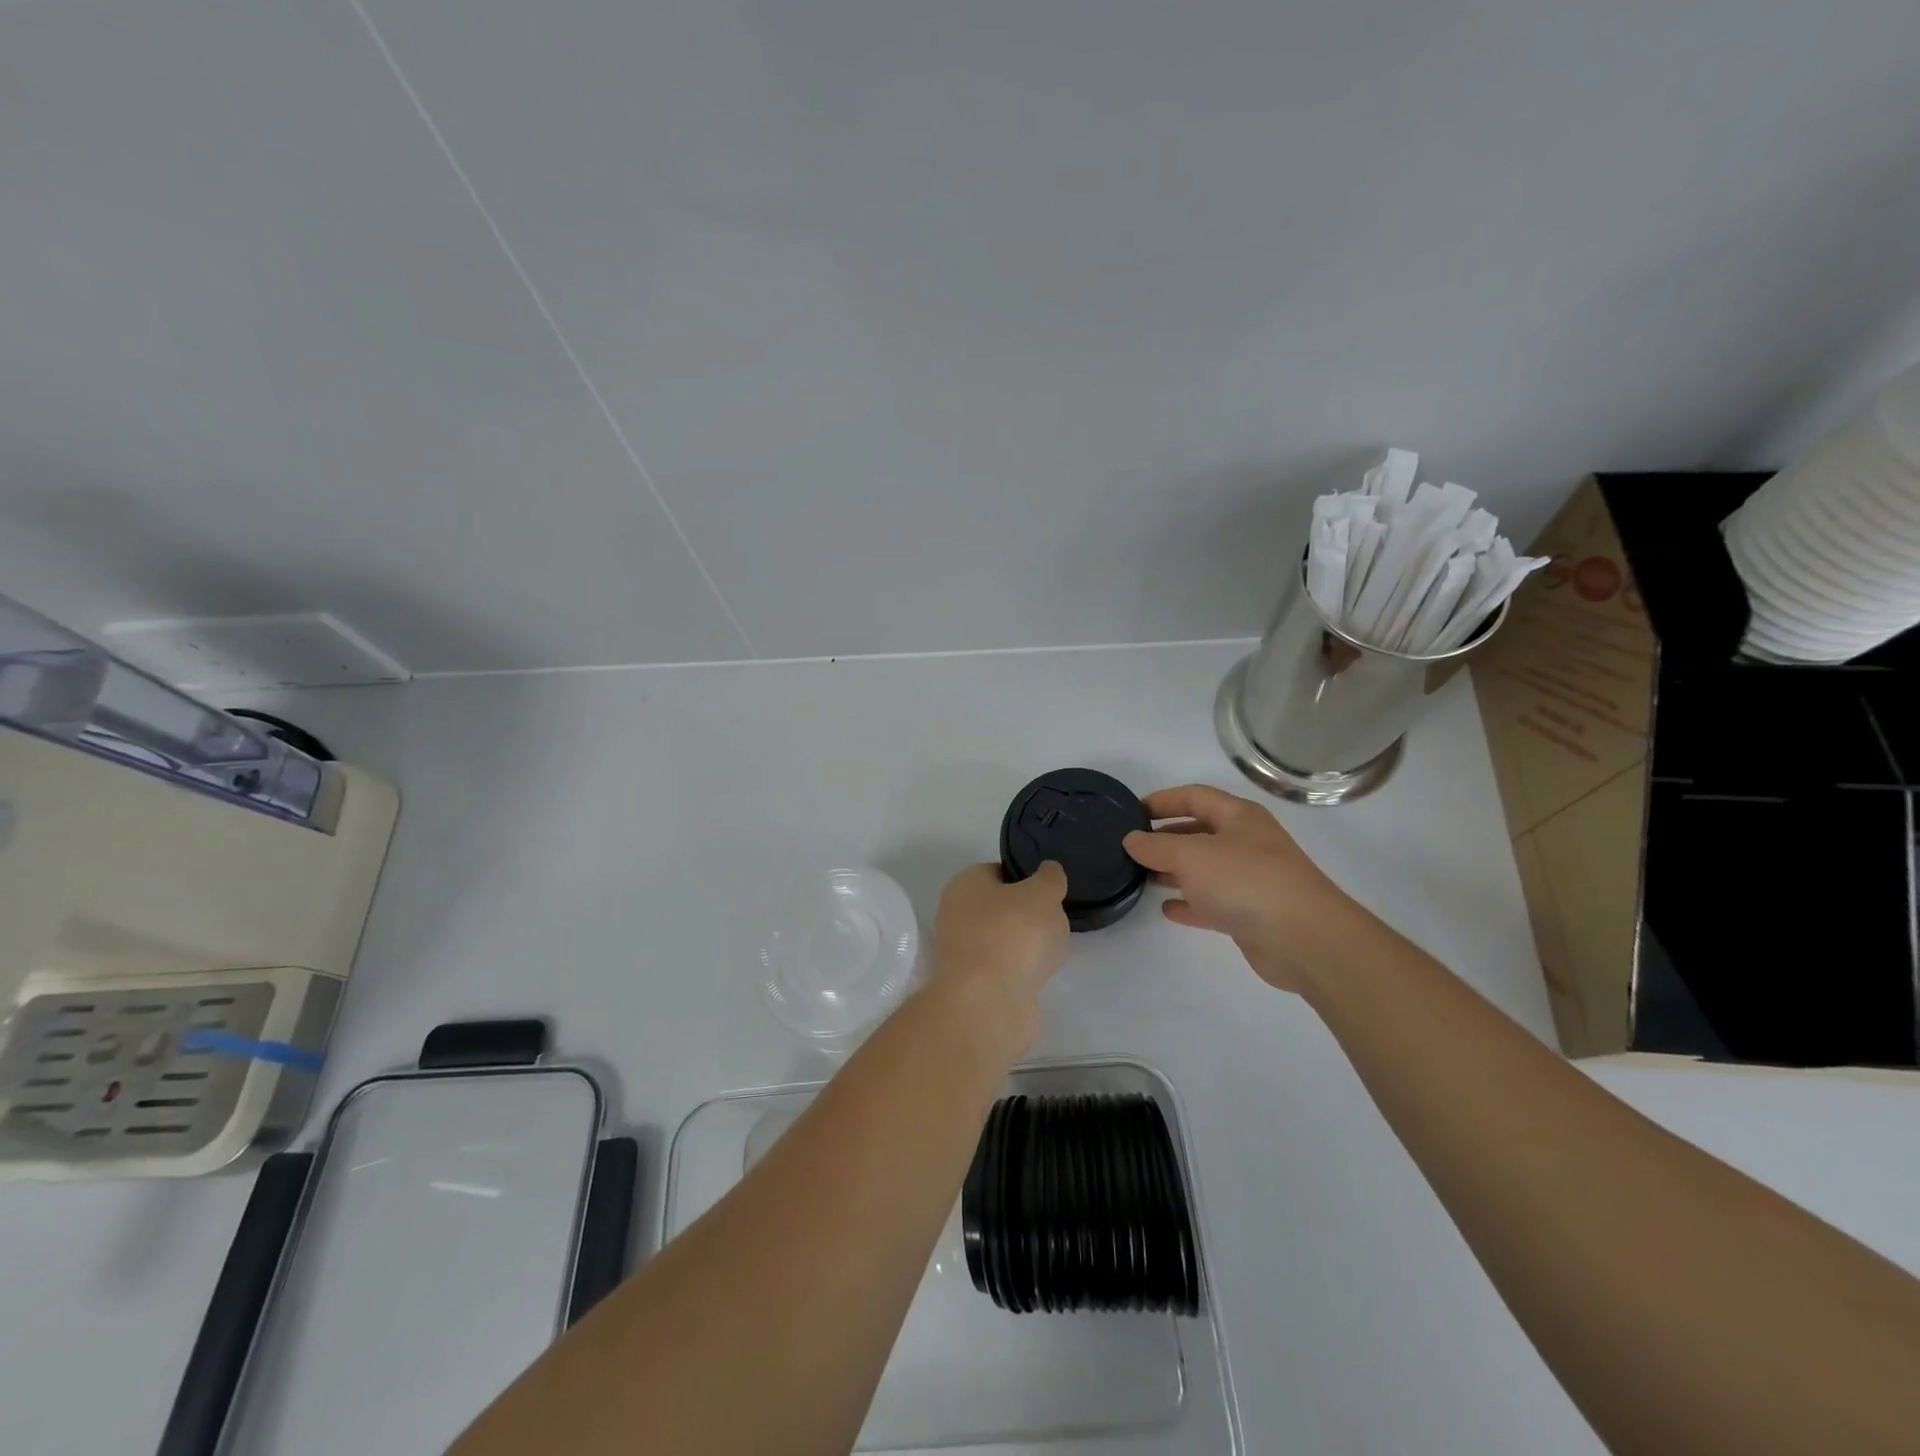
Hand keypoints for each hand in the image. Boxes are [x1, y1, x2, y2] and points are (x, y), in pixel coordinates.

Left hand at [931, 862, 1070, 1044]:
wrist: (989, 1003)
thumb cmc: (1014, 935)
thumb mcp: (1043, 894)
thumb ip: (1049, 879)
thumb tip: (1048, 871)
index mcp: (965, 884)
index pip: (998, 871)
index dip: (1026, 878)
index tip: (1050, 892)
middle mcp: (955, 914)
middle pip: (999, 907)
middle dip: (1027, 915)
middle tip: (1053, 921)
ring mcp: (961, 952)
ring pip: (1001, 939)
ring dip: (1024, 946)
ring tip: (1049, 952)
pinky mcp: (971, 984)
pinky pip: (1002, 968)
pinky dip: (1019, 971)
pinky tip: (1037, 975)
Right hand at [1123, 784, 1376, 993]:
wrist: (1305, 939)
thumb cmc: (1246, 881)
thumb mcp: (1192, 855)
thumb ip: (1156, 846)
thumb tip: (1131, 839)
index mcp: (1239, 817)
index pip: (1194, 796)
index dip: (1162, 800)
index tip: (1130, 812)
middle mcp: (1246, 843)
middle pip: (1199, 832)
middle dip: (1165, 837)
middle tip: (1131, 847)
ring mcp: (1250, 879)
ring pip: (1204, 869)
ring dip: (1174, 871)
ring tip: (1141, 876)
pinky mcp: (1250, 914)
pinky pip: (1212, 902)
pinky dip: (1189, 903)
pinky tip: (1167, 909)